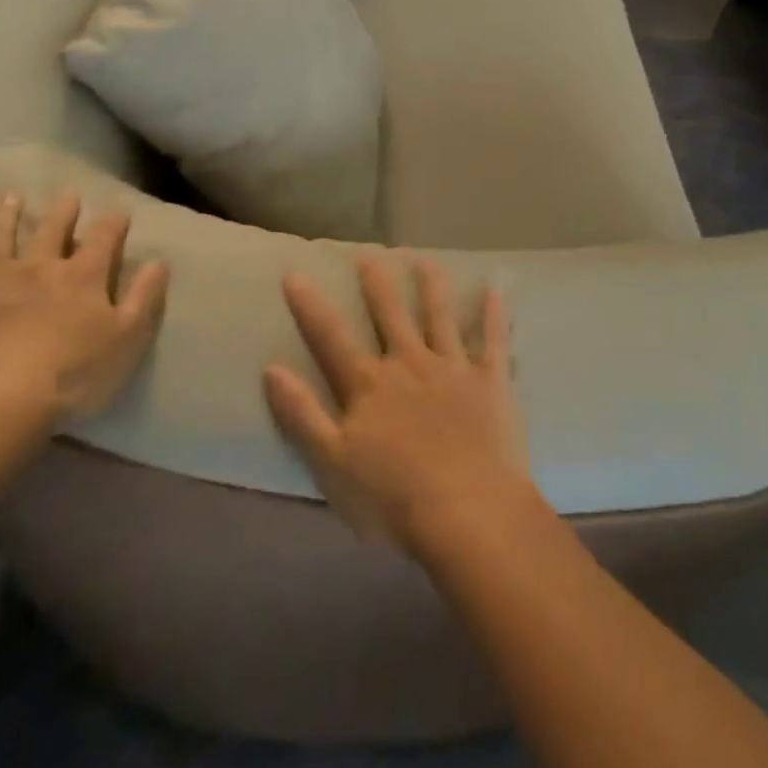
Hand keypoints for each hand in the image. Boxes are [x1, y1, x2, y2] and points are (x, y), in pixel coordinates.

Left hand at [0, 191, 168, 419]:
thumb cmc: (71, 374)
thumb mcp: (126, 338)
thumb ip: (144, 297)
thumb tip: (160, 260)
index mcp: (83, 275)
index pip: (104, 237)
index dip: (114, 223)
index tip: (121, 213)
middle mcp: (38, 267)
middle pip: (51, 230)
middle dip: (62, 211)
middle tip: (67, 194)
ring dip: (4, 217)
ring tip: (8, 197)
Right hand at [263, 256, 537, 556]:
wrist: (468, 514)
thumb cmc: (393, 500)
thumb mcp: (332, 465)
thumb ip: (302, 415)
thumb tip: (271, 369)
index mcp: (370, 386)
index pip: (331, 338)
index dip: (311, 306)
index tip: (295, 273)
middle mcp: (409, 364)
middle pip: (390, 314)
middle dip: (377, 283)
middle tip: (369, 254)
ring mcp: (453, 368)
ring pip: (440, 316)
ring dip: (432, 286)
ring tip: (426, 260)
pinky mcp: (491, 381)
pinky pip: (495, 340)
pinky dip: (496, 314)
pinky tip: (496, 290)